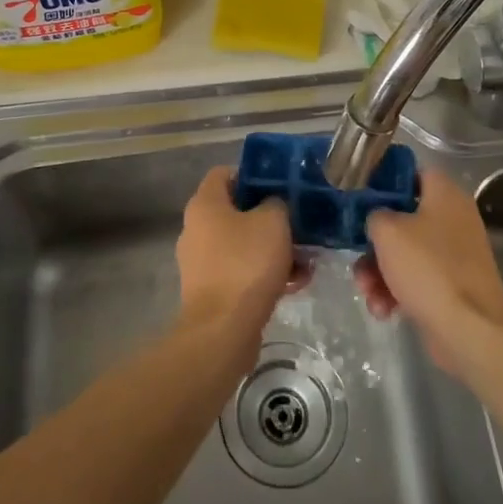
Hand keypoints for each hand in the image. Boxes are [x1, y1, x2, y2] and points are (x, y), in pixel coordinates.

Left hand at [176, 167, 308, 342]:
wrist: (223, 330)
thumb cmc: (246, 264)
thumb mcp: (273, 222)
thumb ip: (276, 204)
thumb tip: (273, 206)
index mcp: (205, 204)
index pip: (224, 173)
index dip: (252, 174)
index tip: (279, 185)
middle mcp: (196, 229)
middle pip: (236, 211)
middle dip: (270, 218)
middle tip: (298, 224)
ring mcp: (201, 262)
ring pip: (243, 244)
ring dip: (273, 249)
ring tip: (305, 260)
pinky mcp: (211, 291)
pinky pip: (241, 271)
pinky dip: (265, 274)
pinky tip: (295, 284)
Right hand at [355, 167, 502, 374]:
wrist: (470, 330)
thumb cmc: (428, 268)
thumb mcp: (387, 231)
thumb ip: (374, 214)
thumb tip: (377, 219)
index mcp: (445, 195)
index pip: (413, 173)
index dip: (385, 181)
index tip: (360, 196)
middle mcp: (453, 220)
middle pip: (403, 219)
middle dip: (375, 243)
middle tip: (357, 255)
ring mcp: (454, 256)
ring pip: (405, 254)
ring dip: (379, 273)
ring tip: (368, 292)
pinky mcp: (451, 287)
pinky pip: (416, 280)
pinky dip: (397, 293)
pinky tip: (384, 310)